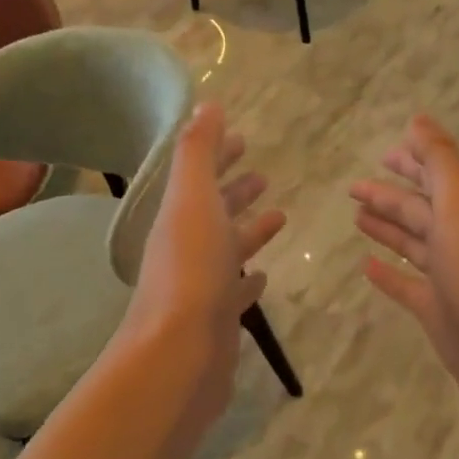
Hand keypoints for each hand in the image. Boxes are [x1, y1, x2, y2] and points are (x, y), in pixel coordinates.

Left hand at [121, 103, 284, 426]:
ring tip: (278, 216)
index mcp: (180, 216)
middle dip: (236, 191)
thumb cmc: (191, 269)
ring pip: (228, 249)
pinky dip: (248, 279)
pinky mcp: (218, 320)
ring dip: (249, 231)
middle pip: (214, 211)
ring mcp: (202, 286)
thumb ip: (199, 152)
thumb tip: (206, 104)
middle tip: (262, 176)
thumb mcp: (193, 199)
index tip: (243, 139)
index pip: (200, 176)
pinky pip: (236, 292)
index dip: (219, 155)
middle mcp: (187, 248)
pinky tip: (262, 276)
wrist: (179, 354)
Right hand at [351, 115, 458, 424]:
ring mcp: (451, 280)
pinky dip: (388, 274)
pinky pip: (408, 286)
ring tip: (357, 217)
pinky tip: (365, 266)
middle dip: (390, 195)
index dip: (413, 162)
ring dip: (387, 229)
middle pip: (421, 210)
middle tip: (353, 187)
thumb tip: (419, 119)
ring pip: (413, 244)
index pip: (438, 177)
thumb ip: (442, 164)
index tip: (384, 152)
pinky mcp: (439, 314)